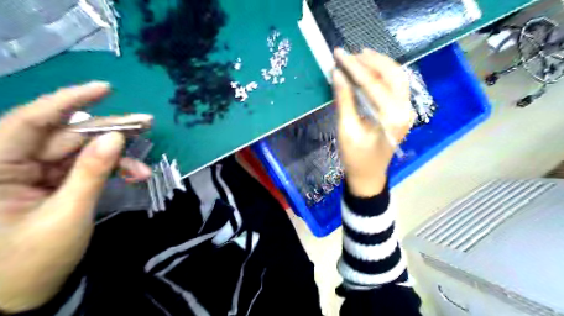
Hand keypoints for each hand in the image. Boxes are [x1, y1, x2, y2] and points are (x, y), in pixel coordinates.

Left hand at [1, 82, 151, 312]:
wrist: (21, 296)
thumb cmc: (31, 261)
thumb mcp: (68, 214)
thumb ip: (91, 172)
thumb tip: (115, 138)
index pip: (32, 121)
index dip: (69, 101)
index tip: (105, 89)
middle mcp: (12, 164)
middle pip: (68, 136)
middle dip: (110, 132)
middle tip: (146, 124)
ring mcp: (34, 174)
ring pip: (82, 152)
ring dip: (117, 158)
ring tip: (144, 168)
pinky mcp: (52, 184)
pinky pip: (86, 168)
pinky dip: (111, 171)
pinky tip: (133, 176)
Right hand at [334, 48, 412, 195]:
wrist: (368, 176)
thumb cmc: (355, 157)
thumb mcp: (346, 130)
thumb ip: (344, 100)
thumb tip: (337, 74)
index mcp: (391, 117)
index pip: (373, 84)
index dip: (354, 67)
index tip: (338, 53)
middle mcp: (405, 110)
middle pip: (392, 74)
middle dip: (371, 61)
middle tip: (350, 53)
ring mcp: (406, 111)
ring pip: (397, 78)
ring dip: (380, 64)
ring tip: (360, 56)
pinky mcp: (402, 112)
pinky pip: (396, 86)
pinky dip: (384, 75)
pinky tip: (371, 69)